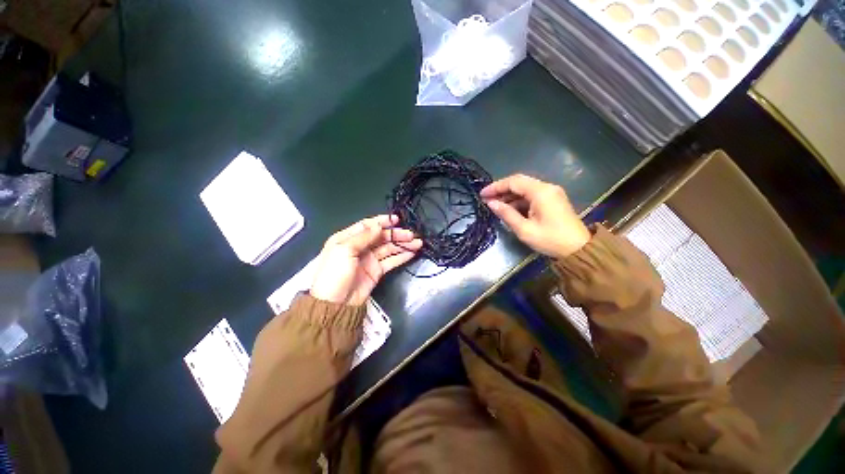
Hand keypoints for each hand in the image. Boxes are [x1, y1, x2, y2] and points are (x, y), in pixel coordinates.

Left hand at [310, 215, 422, 305]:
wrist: (334, 305)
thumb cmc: (334, 274)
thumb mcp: (344, 251)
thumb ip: (363, 237)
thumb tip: (378, 225)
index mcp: (348, 239)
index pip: (367, 226)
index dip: (382, 222)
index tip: (396, 219)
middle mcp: (360, 247)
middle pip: (381, 237)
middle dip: (396, 235)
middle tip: (411, 235)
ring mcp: (369, 259)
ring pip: (389, 248)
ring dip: (402, 245)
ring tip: (417, 243)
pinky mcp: (377, 271)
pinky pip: (391, 261)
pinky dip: (401, 257)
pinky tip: (412, 253)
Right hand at [481, 174, 590, 258]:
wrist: (579, 249)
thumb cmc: (551, 240)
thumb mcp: (524, 229)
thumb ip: (506, 214)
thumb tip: (491, 203)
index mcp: (541, 192)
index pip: (513, 182)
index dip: (496, 186)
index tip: (482, 194)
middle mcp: (547, 187)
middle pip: (519, 182)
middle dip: (501, 189)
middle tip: (486, 198)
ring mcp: (551, 193)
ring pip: (525, 188)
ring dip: (509, 195)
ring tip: (494, 205)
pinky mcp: (552, 199)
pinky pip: (531, 195)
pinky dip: (518, 200)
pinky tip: (509, 208)